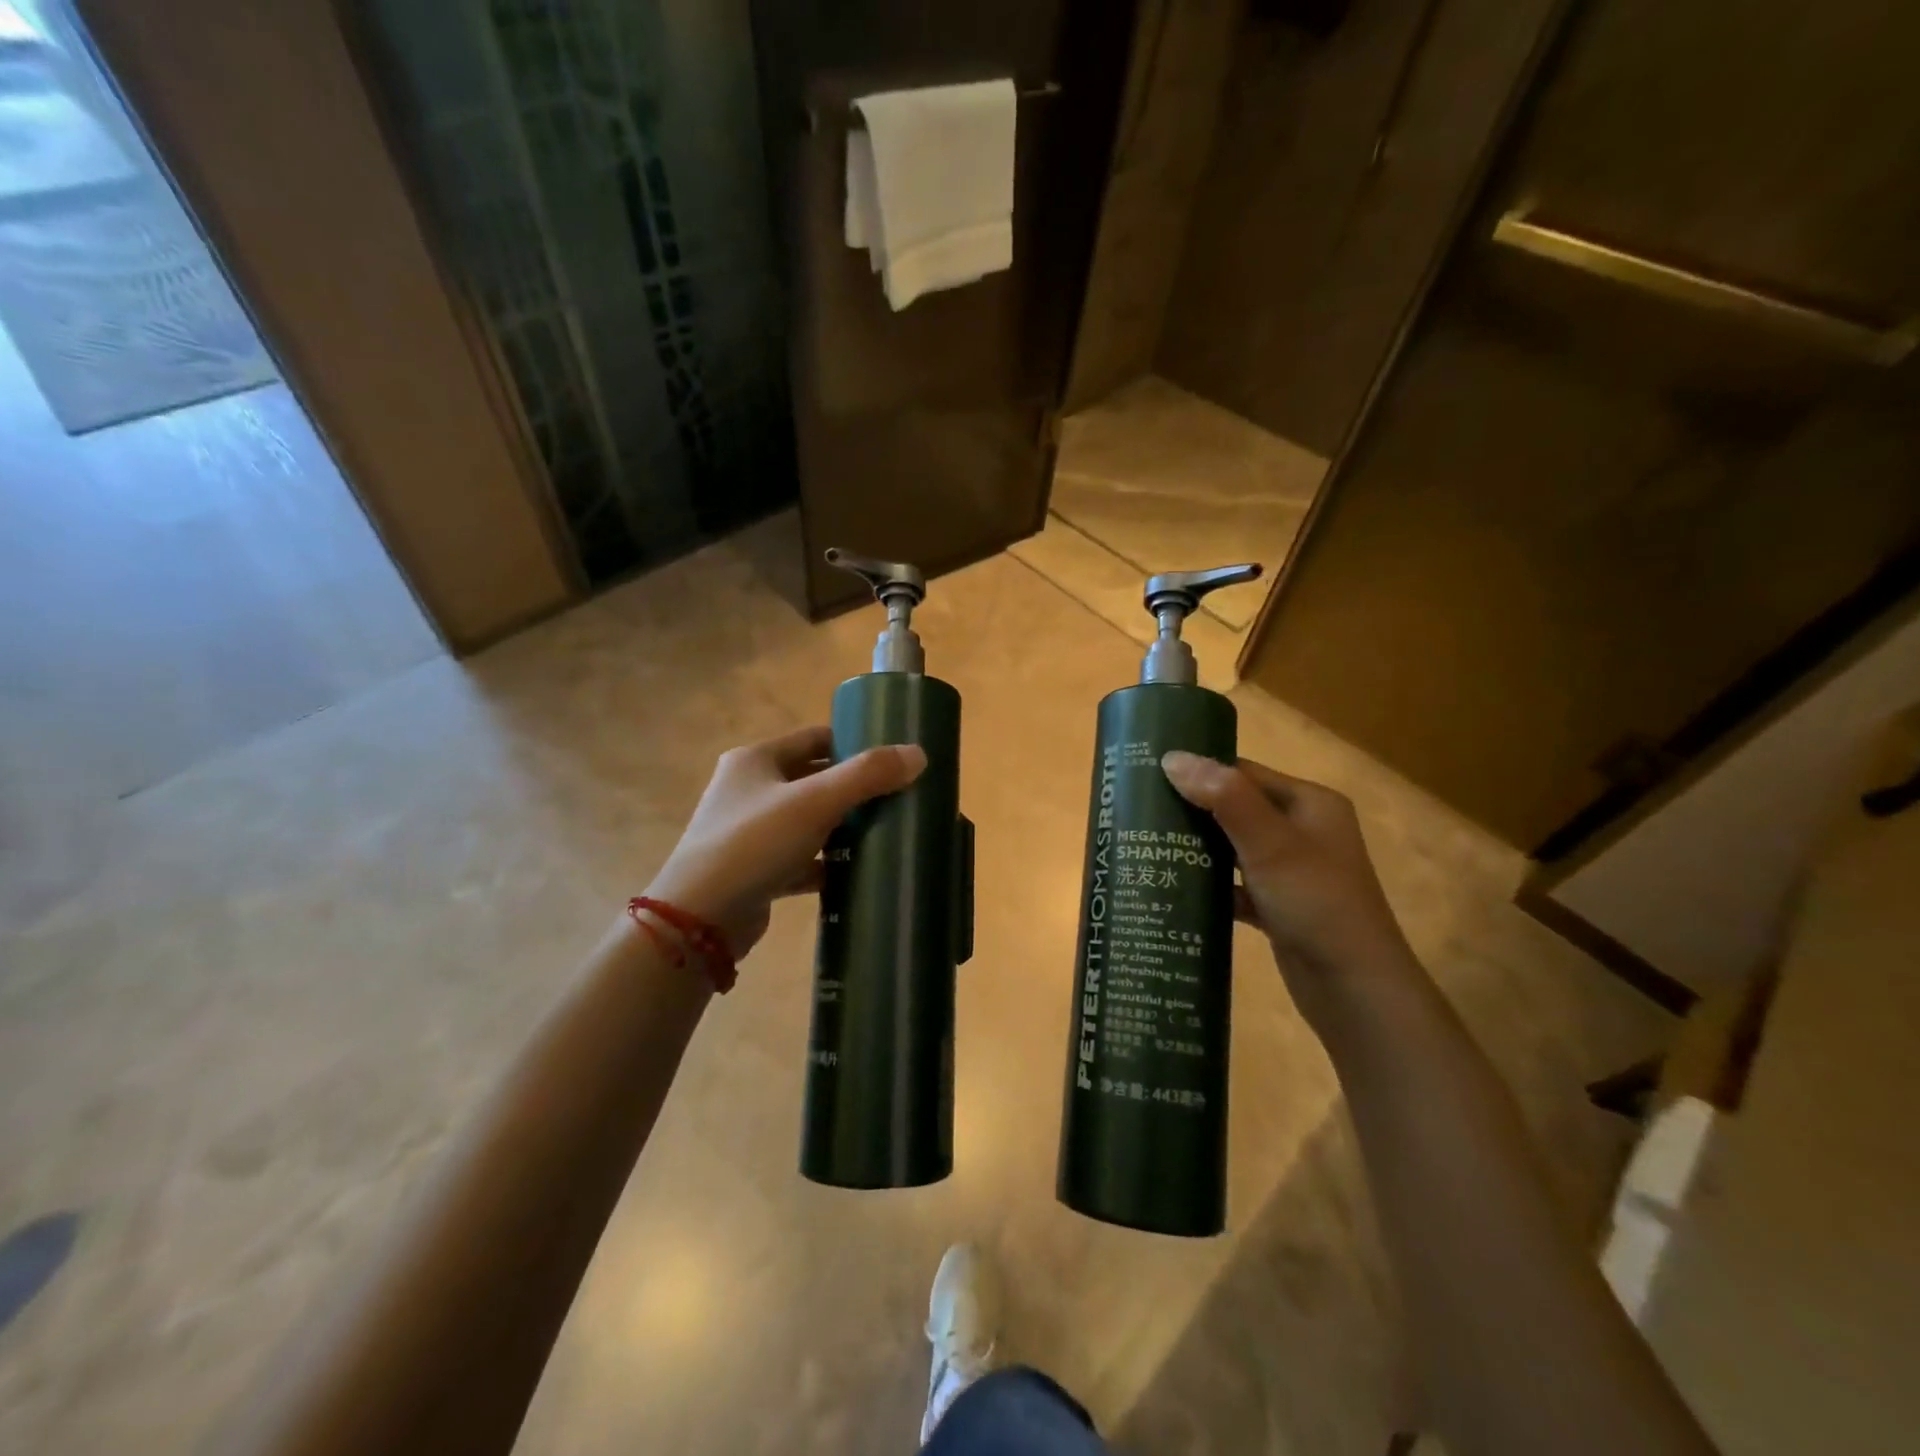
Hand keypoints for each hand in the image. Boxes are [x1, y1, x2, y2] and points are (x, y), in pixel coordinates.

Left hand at [646, 726, 926, 959]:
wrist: (700, 918)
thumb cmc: (754, 843)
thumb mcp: (815, 802)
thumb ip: (867, 775)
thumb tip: (918, 754)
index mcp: (755, 760)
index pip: (813, 738)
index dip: (851, 742)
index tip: (890, 756)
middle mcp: (748, 790)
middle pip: (811, 779)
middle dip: (851, 788)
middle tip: (895, 796)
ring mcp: (748, 832)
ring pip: (806, 821)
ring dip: (840, 826)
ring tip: (883, 832)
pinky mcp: (754, 870)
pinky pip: (799, 858)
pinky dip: (825, 863)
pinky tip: (855, 872)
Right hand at [1161, 751, 1418, 1013]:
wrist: (1355, 991)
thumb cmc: (1317, 903)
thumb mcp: (1270, 844)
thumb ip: (1224, 798)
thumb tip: (1172, 757)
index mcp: (1310, 804)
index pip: (1244, 773)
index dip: (1199, 769)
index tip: (1149, 772)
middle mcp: (1303, 831)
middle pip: (1236, 808)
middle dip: (1191, 809)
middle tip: (1138, 808)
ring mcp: (1290, 871)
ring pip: (1232, 847)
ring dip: (1196, 847)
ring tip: (1145, 842)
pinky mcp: (1277, 906)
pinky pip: (1234, 884)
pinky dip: (1208, 884)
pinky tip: (1172, 886)